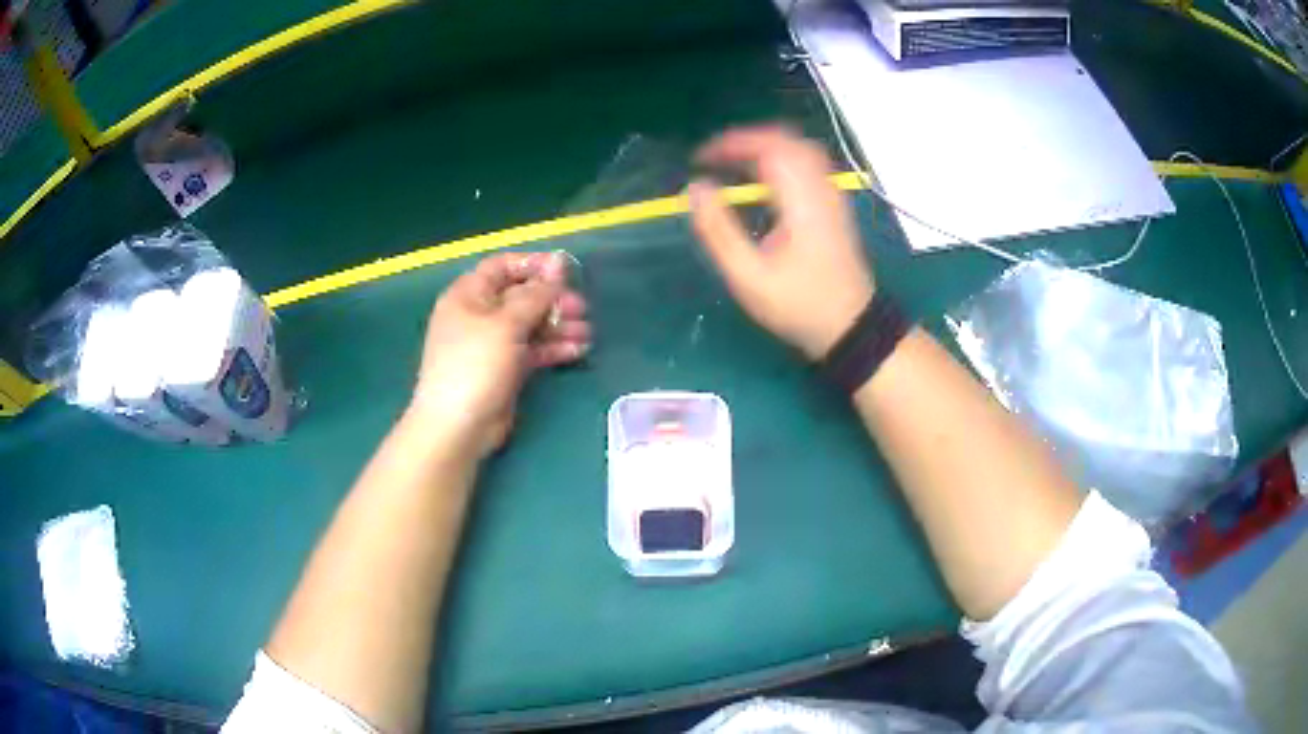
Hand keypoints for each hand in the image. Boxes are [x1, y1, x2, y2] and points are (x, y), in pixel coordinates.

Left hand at [411, 252, 589, 455]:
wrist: (458, 426)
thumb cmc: (476, 365)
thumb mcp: (506, 323)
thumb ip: (535, 294)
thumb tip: (558, 262)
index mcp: (468, 295)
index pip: (502, 266)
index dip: (533, 264)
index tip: (565, 270)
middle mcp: (478, 315)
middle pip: (520, 296)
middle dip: (552, 300)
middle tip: (581, 308)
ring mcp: (491, 344)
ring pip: (529, 325)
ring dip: (558, 326)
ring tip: (586, 333)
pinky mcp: (504, 369)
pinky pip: (532, 350)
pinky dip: (553, 348)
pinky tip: (577, 350)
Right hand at [688, 125, 873, 359]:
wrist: (851, 326)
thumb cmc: (799, 305)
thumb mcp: (749, 277)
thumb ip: (718, 230)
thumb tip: (695, 188)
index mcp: (801, 201)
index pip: (768, 148)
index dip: (731, 144)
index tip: (701, 159)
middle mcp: (822, 189)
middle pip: (787, 140)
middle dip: (747, 141)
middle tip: (715, 157)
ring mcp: (833, 196)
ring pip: (800, 150)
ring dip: (764, 148)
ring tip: (733, 164)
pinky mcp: (835, 206)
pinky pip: (808, 165)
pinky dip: (781, 160)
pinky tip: (763, 181)